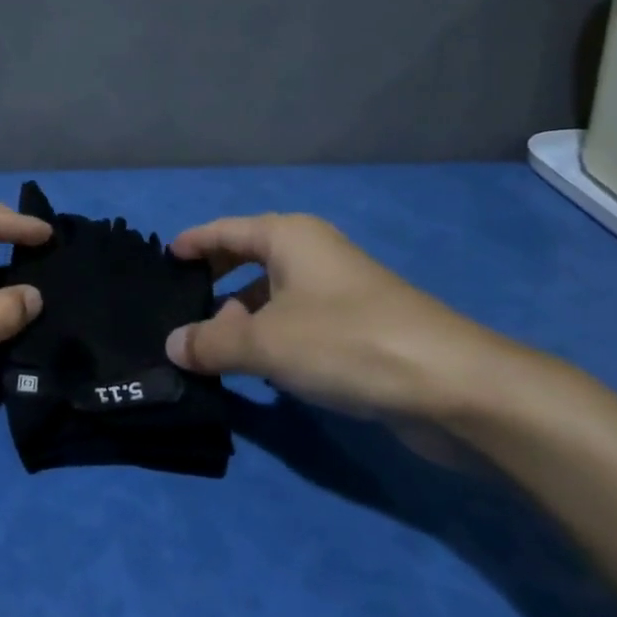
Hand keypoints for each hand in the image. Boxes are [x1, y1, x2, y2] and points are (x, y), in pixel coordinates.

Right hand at [164, 214, 532, 422]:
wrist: (453, 386)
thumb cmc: (346, 342)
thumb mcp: (265, 342)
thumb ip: (211, 342)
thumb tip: (172, 345)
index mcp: (288, 237)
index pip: (224, 230)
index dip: (192, 243)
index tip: (163, 261)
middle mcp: (312, 253)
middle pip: (248, 258)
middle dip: (214, 281)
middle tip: (178, 307)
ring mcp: (338, 290)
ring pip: (273, 294)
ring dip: (242, 316)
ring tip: (211, 347)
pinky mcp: (358, 327)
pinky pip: (297, 322)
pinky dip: (272, 338)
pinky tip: (259, 370)